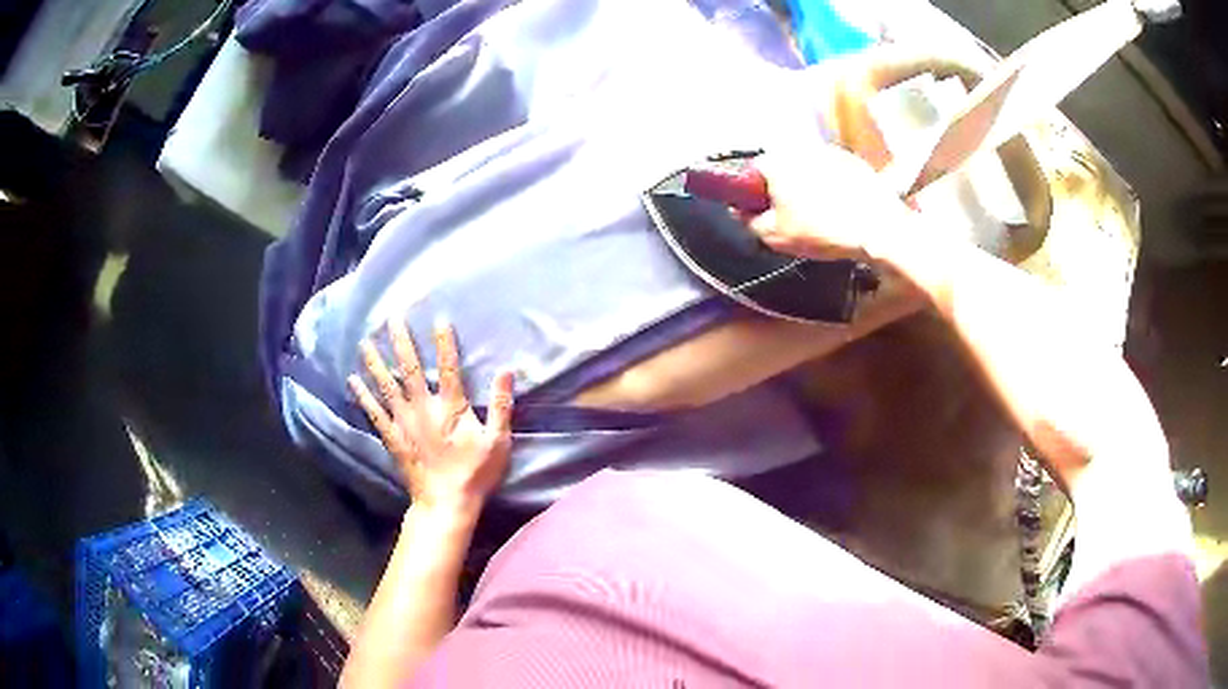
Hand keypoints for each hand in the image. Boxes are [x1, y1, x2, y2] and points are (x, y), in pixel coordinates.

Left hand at [348, 320, 514, 514]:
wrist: (445, 503)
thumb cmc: (475, 473)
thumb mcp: (498, 441)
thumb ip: (500, 405)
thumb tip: (506, 372)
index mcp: (451, 407)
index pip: (449, 367)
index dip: (444, 342)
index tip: (439, 319)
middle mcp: (423, 408)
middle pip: (410, 368)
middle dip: (401, 341)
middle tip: (392, 318)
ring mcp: (404, 422)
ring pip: (387, 386)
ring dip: (375, 362)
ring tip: (365, 341)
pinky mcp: (392, 437)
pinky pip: (374, 413)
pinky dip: (363, 396)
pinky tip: (353, 381)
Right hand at [746, 144, 919, 266]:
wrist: (878, 228)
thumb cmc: (822, 231)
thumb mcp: (775, 236)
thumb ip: (749, 221)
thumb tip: (739, 211)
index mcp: (776, 162)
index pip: (752, 171)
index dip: (755, 193)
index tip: (765, 211)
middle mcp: (800, 148)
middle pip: (782, 167)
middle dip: (784, 187)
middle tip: (794, 216)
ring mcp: (830, 151)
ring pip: (809, 168)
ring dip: (810, 185)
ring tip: (822, 214)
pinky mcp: (854, 160)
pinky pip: (834, 171)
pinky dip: (833, 185)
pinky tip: (842, 208)